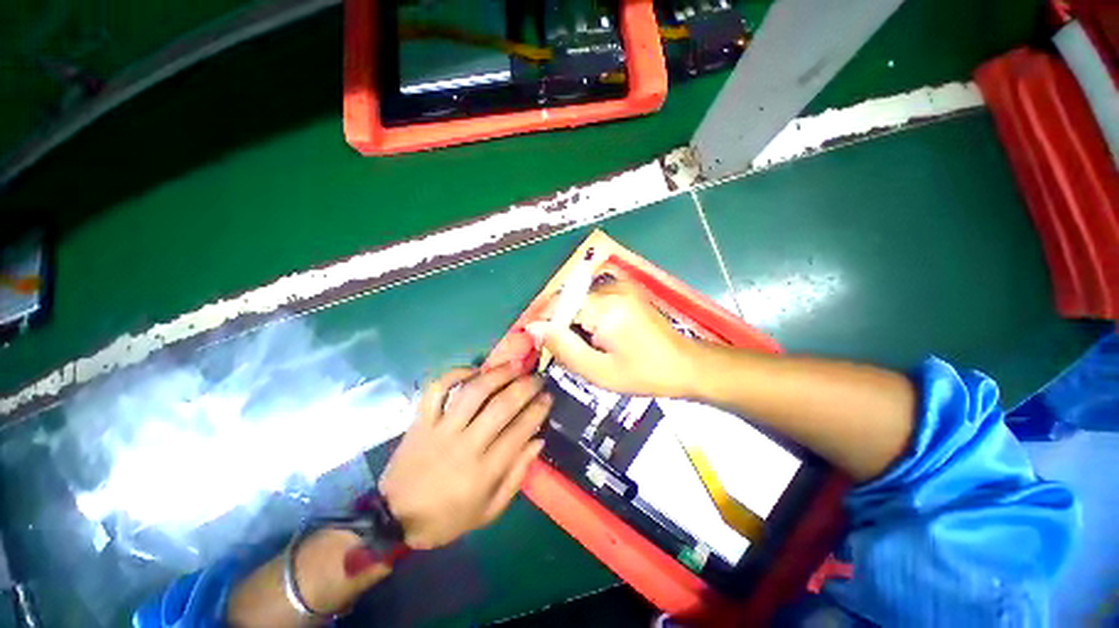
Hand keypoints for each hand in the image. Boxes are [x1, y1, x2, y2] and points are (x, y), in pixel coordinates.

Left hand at [378, 362, 551, 549]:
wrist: (393, 519)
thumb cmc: (446, 518)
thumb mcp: (488, 511)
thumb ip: (516, 476)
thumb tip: (538, 441)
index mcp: (484, 471)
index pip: (519, 431)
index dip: (538, 410)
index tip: (548, 397)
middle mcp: (465, 444)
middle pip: (501, 406)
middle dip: (525, 387)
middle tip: (537, 377)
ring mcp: (441, 429)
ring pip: (473, 392)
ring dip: (497, 374)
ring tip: (514, 365)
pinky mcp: (421, 421)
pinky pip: (436, 390)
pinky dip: (454, 374)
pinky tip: (473, 369)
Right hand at [530, 278, 700, 397]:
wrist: (686, 364)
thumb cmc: (645, 373)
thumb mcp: (599, 371)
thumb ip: (563, 348)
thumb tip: (534, 328)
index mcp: (605, 307)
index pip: (558, 304)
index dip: (543, 323)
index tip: (537, 344)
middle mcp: (611, 288)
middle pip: (568, 300)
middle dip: (559, 324)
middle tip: (563, 351)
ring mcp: (621, 286)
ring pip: (579, 300)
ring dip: (572, 321)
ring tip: (581, 346)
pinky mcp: (626, 290)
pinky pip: (593, 299)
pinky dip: (586, 316)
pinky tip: (596, 336)